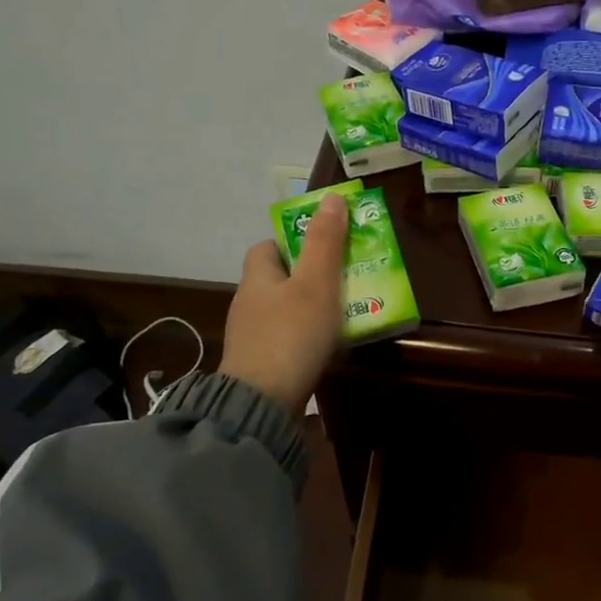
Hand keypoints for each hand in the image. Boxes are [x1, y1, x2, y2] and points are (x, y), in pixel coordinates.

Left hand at [218, 194, 346, 415]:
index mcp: (257, 277)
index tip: (326, 246)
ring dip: (314, 309)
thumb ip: (325, 242)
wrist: (262, 404)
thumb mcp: (316, 284)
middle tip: (348, 278)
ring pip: (287, 311)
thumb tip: (332, 197)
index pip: (269, 246)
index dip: (295, 241)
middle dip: (312, 277)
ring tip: (350, 313)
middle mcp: (249, 303)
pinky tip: (332, 347)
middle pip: (281, 279)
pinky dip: (310, 339)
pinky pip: (290, 340)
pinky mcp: (261, 365)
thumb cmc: (290, 335)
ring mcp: (253, 337)